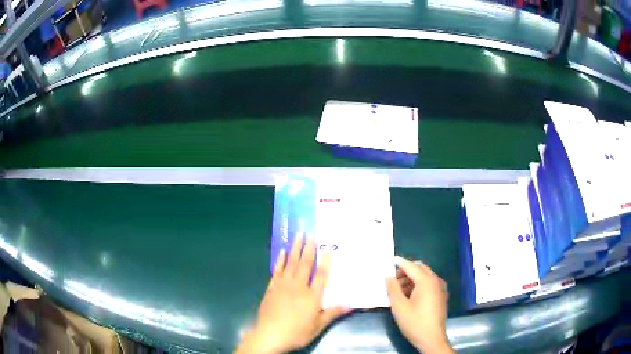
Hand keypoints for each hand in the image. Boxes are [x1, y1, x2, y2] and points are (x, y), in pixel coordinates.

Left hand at [235, 234, 348, 353]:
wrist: (270, 335)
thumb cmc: (297, 332)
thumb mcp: (318, 326)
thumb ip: (333, 313)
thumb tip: (351, 304)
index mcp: (312, 296)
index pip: (321, 274)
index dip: (326, 260)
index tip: (328, 246)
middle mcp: (298, 286)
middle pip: (305, 264)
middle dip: (308, 248)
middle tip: (310, 233)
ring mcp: (283, 285)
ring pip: (290, 263)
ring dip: (294, 249)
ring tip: (298, 235)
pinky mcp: (272, 288)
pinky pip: (277, 270)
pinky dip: (280, 260)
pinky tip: (282, 252)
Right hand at [386, 256, 453, 353]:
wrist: (431, 338)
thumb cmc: (414, 322)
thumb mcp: (399, 306)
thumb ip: (393, 289)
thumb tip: (388, 276)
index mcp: (426, 281)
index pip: (411, 266)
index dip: (400, 263)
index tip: (390, 260)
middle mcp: (436, 280)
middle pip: (420, 268)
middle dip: (406, 270)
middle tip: (393, 279)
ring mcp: (441, 288)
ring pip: (425, 276)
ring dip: (412, 278)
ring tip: (399, 290)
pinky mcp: (441, 295)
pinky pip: (430, 283)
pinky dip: (419, 284)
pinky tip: (410, 295)